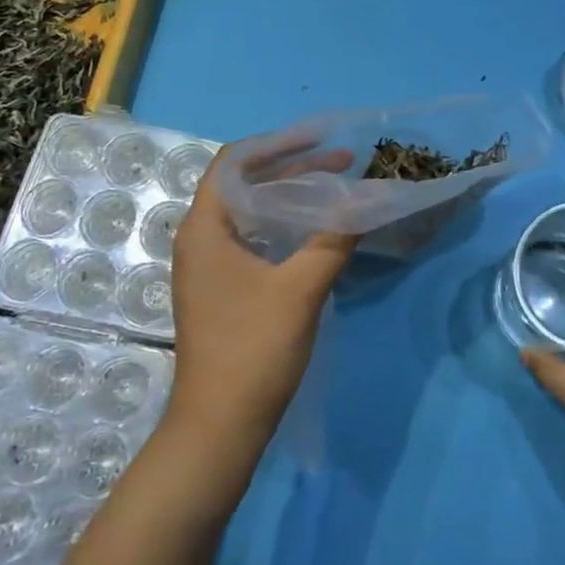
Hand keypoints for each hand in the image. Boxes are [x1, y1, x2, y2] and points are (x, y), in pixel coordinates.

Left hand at [164, 144, 356, 469]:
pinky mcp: (222, 288)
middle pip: (246, 184)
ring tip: (335, 188)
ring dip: (291, 196)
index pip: (236, 162)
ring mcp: (209, 266)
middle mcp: (200, 238)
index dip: (278, 143)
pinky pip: (253, 238)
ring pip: (251, 212)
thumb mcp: (301, 288)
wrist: (219, 427)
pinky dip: (284, 224)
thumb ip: (333, 238)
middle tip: (343, 163)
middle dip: (294, 168)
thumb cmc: (253, 349)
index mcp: (205, 228)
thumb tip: (364, 201)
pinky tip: (316, 230)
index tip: (322, 138)